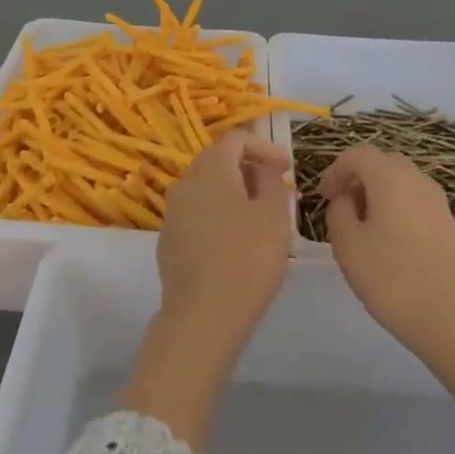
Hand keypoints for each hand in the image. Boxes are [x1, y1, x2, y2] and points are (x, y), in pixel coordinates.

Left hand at [156, 130, 292, 353]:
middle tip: (276, 190)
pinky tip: (234, 241)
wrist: (203, 315)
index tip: (286, 167)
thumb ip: (270, 181)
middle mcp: (185, 182)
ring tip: (259, 216)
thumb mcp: (273, 216)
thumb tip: (264, 168)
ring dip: (233, 192)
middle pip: (217, 160)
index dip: (264, 146)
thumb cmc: (247, 259)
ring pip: (205, 188)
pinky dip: (217, 214)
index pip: (236, 138)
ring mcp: (172, 212)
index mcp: (211, 169)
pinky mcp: (168, 240)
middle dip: (248, 168)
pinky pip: (196, 213)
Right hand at [319, 144, 454, 451]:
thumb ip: (338, 212)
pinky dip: (396, 208)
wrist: (450, 317)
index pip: (357, 155)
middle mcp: (417, 181)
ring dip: (378, 193)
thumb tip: (346, 200)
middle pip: (382, 163)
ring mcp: (438, 202)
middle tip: (340, 205)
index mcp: (390, 178)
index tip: (322, 196)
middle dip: (357, 178)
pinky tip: (388, 241)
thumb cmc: (390, 277)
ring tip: (362, 225)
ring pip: (401, 182)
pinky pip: (415, 201)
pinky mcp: (448, 224)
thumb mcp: (347, 244)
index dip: (335, 170)